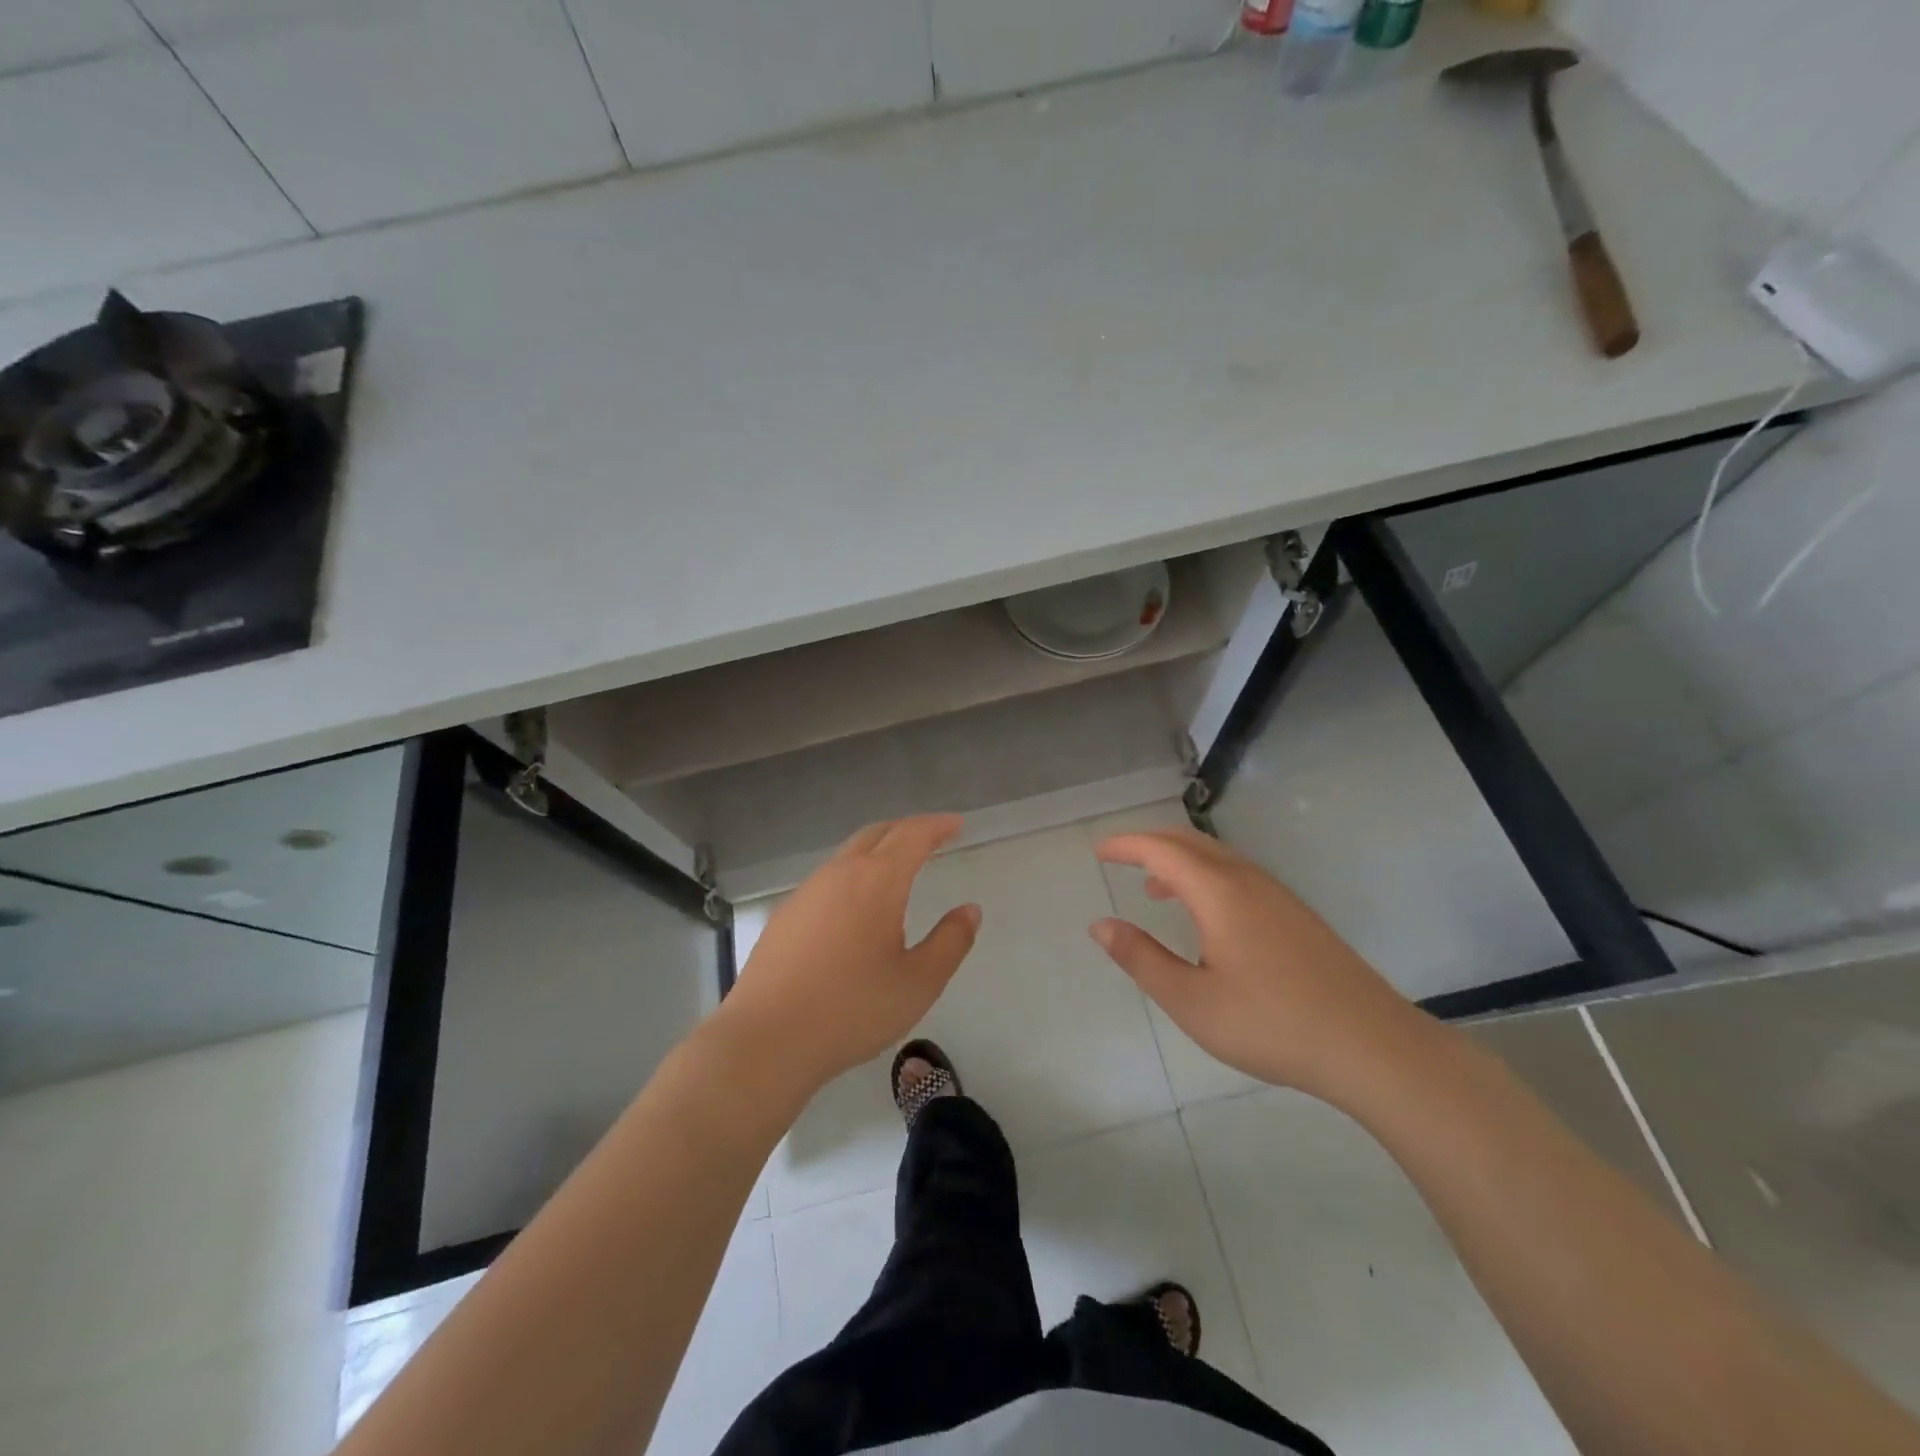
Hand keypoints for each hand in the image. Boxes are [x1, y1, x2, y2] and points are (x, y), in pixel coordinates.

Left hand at [716, 815, 981, 1091]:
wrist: (766, 1039)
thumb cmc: (852, 1009)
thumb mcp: (918, 982)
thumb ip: (950, 942)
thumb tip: (970, 910)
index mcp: (877, 881)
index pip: (912, 835)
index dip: (937, 825)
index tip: (956, 824)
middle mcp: (839, 874)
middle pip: (877, 834)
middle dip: (907, 830)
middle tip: (931, 838)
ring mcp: (807, 892)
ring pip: (848, 855)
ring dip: (877, 851)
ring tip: (897, 871)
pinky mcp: (785, 916)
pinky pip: (827, 880)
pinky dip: (853, 876)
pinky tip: (855, 908)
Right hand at [1090, 828, 1428, 1100]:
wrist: (1372, 1045)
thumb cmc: (1271, 1023)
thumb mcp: (1191, 1000)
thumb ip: (1141, 958)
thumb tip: (1101, 925)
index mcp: (1218, 891)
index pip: (1161, 850)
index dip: (1126, 845)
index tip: (1099, 851)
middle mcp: (1248, 880)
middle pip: (1190, 842)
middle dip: (1150, 844)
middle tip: (1119, 858)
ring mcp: (1278, 895)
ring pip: (1218, 858)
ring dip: (1180, 861)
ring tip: (1154, 888)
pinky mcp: (1297, 915)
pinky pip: (1238, 876)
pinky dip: (1206, 878)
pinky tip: (1206, 916)